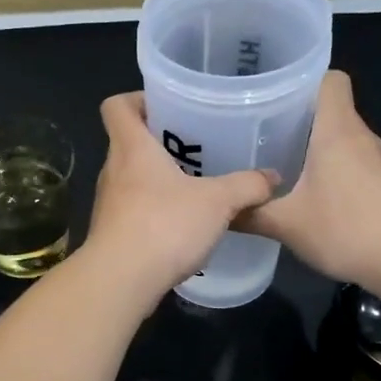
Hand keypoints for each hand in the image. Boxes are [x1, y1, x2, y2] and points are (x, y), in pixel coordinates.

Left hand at [81, 92, 277, 302]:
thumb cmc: (164, 226)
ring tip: (195, 185)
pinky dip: (154, 210)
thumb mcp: (217, 202)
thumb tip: (272, 177)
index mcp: (131, 147)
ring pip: (132, 178)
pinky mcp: (111, 232)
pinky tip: (182, 224)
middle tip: (196, 146)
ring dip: (158, 178)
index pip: (117, 106)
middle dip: (160, 141)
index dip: (137, 99)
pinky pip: (134, 209)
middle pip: (129, 142)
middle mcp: (113, 169)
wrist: (120, 281)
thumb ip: (247, 186)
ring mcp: (108, 203)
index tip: (168, 106)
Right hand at [237, 70, 380, 288]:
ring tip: (277, 164)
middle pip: (331, 109)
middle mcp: (360, 136)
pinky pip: (352, 162)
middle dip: (296, 117)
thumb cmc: (348, 229)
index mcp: (337, 130)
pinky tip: (309, 195)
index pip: (329, 78)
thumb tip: (219, 209)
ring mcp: (378, 161)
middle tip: (259, 133)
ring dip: (313, 146)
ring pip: (341, 138)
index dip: (303, 80)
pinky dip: (330, 170)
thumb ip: (250, 214)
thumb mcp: (287, 224)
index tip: (272, 96)